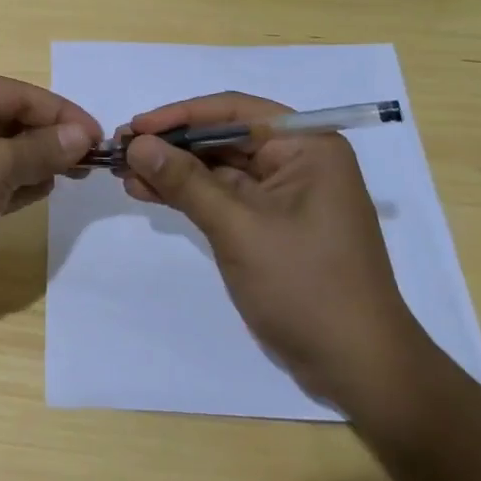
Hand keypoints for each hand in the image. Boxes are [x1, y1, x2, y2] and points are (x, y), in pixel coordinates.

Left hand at [0, 69, 100, 304]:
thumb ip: (42, 149)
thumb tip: (82, 134)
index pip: (24, 94)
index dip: (65, 116)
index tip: (101, 141)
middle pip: (9, 120)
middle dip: (48, 141)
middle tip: (87, 167)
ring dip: (29, 163)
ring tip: (65, 180)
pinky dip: (6, 183)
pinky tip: (33, 194)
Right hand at [120, 92, 430, 415]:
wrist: (358, 369)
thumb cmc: (306, 287)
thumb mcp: (239, 228)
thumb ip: (186, 181)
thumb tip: (137, 144)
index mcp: (307, 146)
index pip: (234, 111)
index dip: (180, 115)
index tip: (135, 127)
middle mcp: (297, 161)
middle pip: (223, 136)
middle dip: (171, 145)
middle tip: (121, 151)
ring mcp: (283, 195)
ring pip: (217, 167)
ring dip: (172, 170)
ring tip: (125, 174)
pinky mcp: (269, 224)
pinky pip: (221, 196)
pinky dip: (186, 194)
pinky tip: (147, 193)